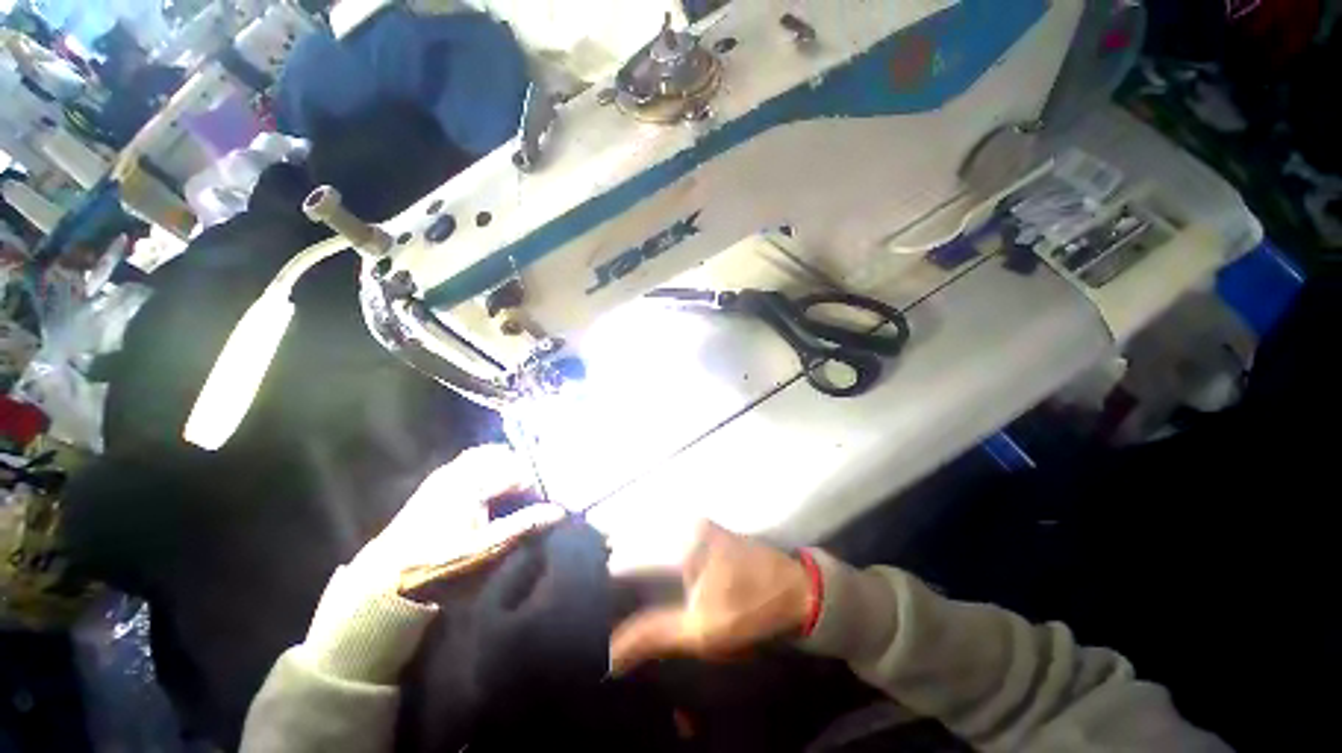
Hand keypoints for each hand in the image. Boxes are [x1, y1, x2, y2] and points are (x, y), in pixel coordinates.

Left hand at [348, 445, 564, 597]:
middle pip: (502, 455)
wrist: (384, 583)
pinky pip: (470, 463)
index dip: (538, 483)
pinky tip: (492, 489)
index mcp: (473, 483)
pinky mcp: (435, 483)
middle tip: (537, 489)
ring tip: (518, 487)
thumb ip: (524, 525)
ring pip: (485, 456)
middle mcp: (459, 471)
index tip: (550, 499)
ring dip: (505, 465)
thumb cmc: (440, 566)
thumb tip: (560, 511)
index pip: (519, 471)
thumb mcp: (486, 551)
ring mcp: (444, 474)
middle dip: (523, 467)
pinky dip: (488, 468)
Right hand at [609, 520, 813, 673]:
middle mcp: (684, 523)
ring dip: (633, 557)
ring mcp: (696, 524)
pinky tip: (643, 574)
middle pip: (639, 539)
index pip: (629, 553)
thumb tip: (611, 653)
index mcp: (681, 540)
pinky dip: (651, 553)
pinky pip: (667, 537)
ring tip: (613, 581)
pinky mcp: (705, 532)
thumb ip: (654, 635)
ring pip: (652, 536)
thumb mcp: (701, 629)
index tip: (587, 596)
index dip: (606, 576)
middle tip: (596, 591)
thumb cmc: (750, 608)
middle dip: (617, 563)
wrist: (797, 591)